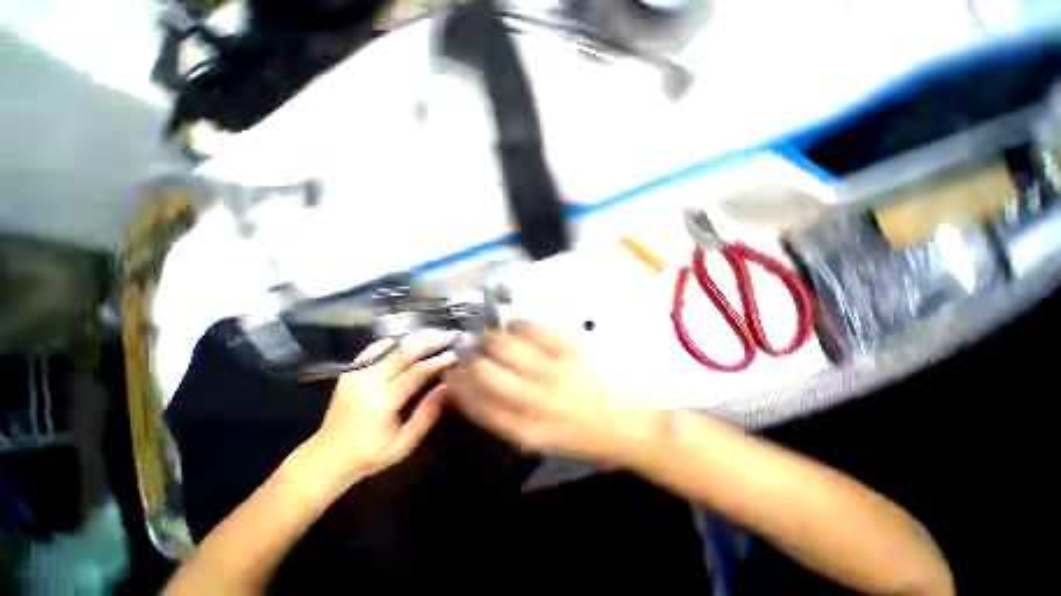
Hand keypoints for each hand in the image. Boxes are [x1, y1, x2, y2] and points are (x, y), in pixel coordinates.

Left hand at [310, 334, 456, 483]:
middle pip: (403, 352)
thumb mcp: (403, 444)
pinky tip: (408, 342)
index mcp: (382, 401)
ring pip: (389, 346)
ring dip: (414, 339)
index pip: (416, 372)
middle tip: (448, 337)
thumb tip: (446, 387)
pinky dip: (394, 342)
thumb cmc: (370, 454)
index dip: (437, 361)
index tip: (455, 355)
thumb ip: (426, 415)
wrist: (327, 457)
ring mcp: (356, 374)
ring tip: (433, 337)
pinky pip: (375, 348)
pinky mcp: (350, 371)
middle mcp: (368, 382)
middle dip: (428, 342)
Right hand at [445, 325, 670, 465]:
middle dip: (471, 358)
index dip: (458, 386)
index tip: (452, 372)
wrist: (638, 427)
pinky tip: (516, 326)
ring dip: (492, 338)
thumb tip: (488, 393)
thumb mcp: (547, 441)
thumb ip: (515, 420)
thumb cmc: (591, 438)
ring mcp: (552, 373)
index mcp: (525, 431)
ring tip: (491, 335)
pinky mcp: (571, 351)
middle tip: (470, 349)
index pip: (476, 404)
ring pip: (506, 347)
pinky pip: (535, 331)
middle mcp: (533, 402)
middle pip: (485, 372)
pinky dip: (520, 326)